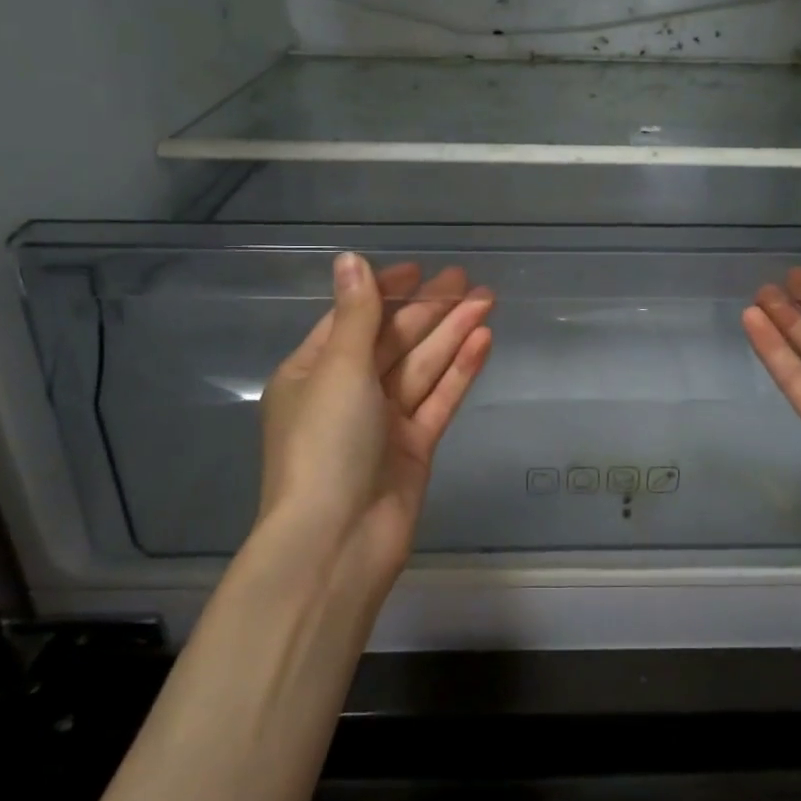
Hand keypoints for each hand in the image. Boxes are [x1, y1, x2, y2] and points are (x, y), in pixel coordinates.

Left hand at [254, 252, 493, 587]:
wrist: (337, 541)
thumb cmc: (325, 444)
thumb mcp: (338, 369)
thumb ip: (356, 314)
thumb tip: (350, 259)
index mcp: (313, 372)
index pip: (353, 320)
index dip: (385, 293)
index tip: (418, 270)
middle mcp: (347, 393)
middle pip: (393, 341)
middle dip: (429, 310)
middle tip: (468, 280)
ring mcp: (383, 422)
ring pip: (422, 367)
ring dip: (452, 334)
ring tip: (487, 300)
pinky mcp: (413, 448)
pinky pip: (438, 400)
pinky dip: (459, 371)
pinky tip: (483, 340)